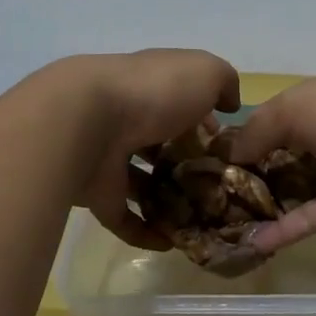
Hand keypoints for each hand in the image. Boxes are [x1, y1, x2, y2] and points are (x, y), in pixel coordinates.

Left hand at [58, 50, 241, 250]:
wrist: (85, 121)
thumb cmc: (153, 91)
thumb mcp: (204, 72)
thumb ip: (224, 82)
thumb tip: (230, 103)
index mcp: (150, 87)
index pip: (179, 103)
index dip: (204, 122)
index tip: (226, 147)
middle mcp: (126, 119)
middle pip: (158, 144)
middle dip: (185, 164)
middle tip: (218, 189)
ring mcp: (107, 157)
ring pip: (140, 181)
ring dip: (166, 200)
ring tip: (200, 219)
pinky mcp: (96, 193)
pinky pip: (123, 217)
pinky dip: (145, 231)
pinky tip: (171, 243)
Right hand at [231, 64, 315, 252]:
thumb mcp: (294, 106)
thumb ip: (258, 129)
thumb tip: (229, 155)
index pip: (283, 116)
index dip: (252, 135)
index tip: (218, 156)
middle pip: (289, 155)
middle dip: (255, 173)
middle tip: (215, 194)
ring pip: (299, 189)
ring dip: (266, 204)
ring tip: (226, 222)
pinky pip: (313, 218)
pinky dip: (285, 229)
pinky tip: (253, 242)